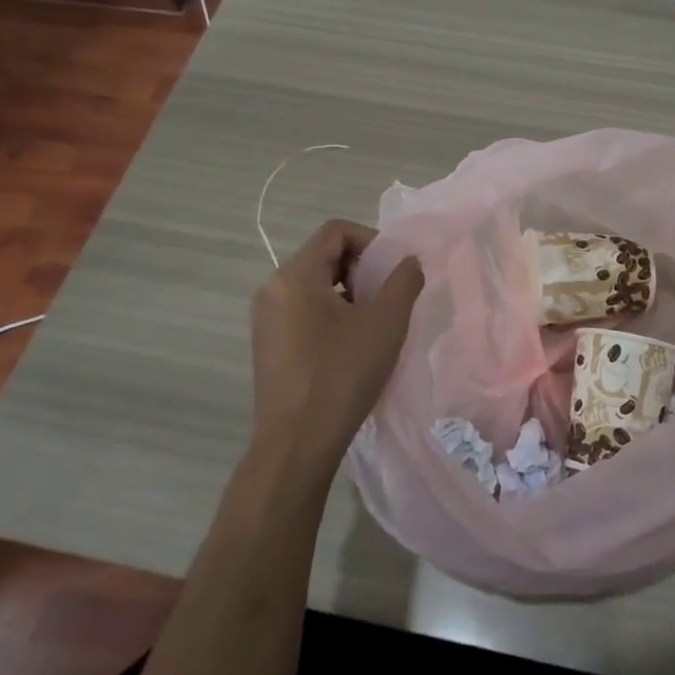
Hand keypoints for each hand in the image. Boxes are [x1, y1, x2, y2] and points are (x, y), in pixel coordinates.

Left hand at [250, 219, 423, 468]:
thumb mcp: (386, 323)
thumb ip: (404, 281)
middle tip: (386, 300)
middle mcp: (272, 289)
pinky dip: (329, 315)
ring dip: (347, 294)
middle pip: (322, 256)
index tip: (392, 272)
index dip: (371, 241)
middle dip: (360, 270)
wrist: (297, 443)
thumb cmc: (342, 374)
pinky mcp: (267, 345)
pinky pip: (302, 311)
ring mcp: (265, 319)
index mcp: (295, 276)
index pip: (335, 232)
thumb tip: (408, 262)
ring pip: (313, 286)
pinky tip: (349, 347)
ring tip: (371, 326)